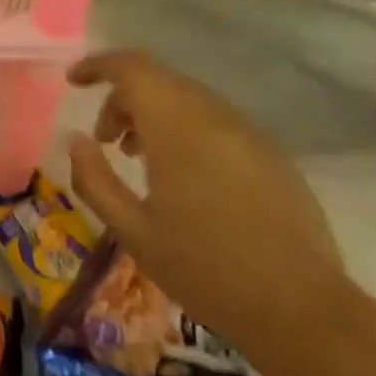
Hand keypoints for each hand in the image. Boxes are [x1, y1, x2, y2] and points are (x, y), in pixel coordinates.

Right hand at [64, 50, 348, 368]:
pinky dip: (185, 130)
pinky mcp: (272, 155)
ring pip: (188, 100)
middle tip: (104, 140)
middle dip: (123, 99)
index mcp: (178, 129)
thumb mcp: (131, 230)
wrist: (301, 310)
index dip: (99, 65)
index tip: (73, 82)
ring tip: (137, 157)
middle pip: (159, 81)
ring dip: (153, 115)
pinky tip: (181, 176)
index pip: (133, 68)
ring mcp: (250, 135)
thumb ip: (94, 179)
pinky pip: (216, 123)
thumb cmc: (204, 269)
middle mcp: (215, 118)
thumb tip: (76, 141)